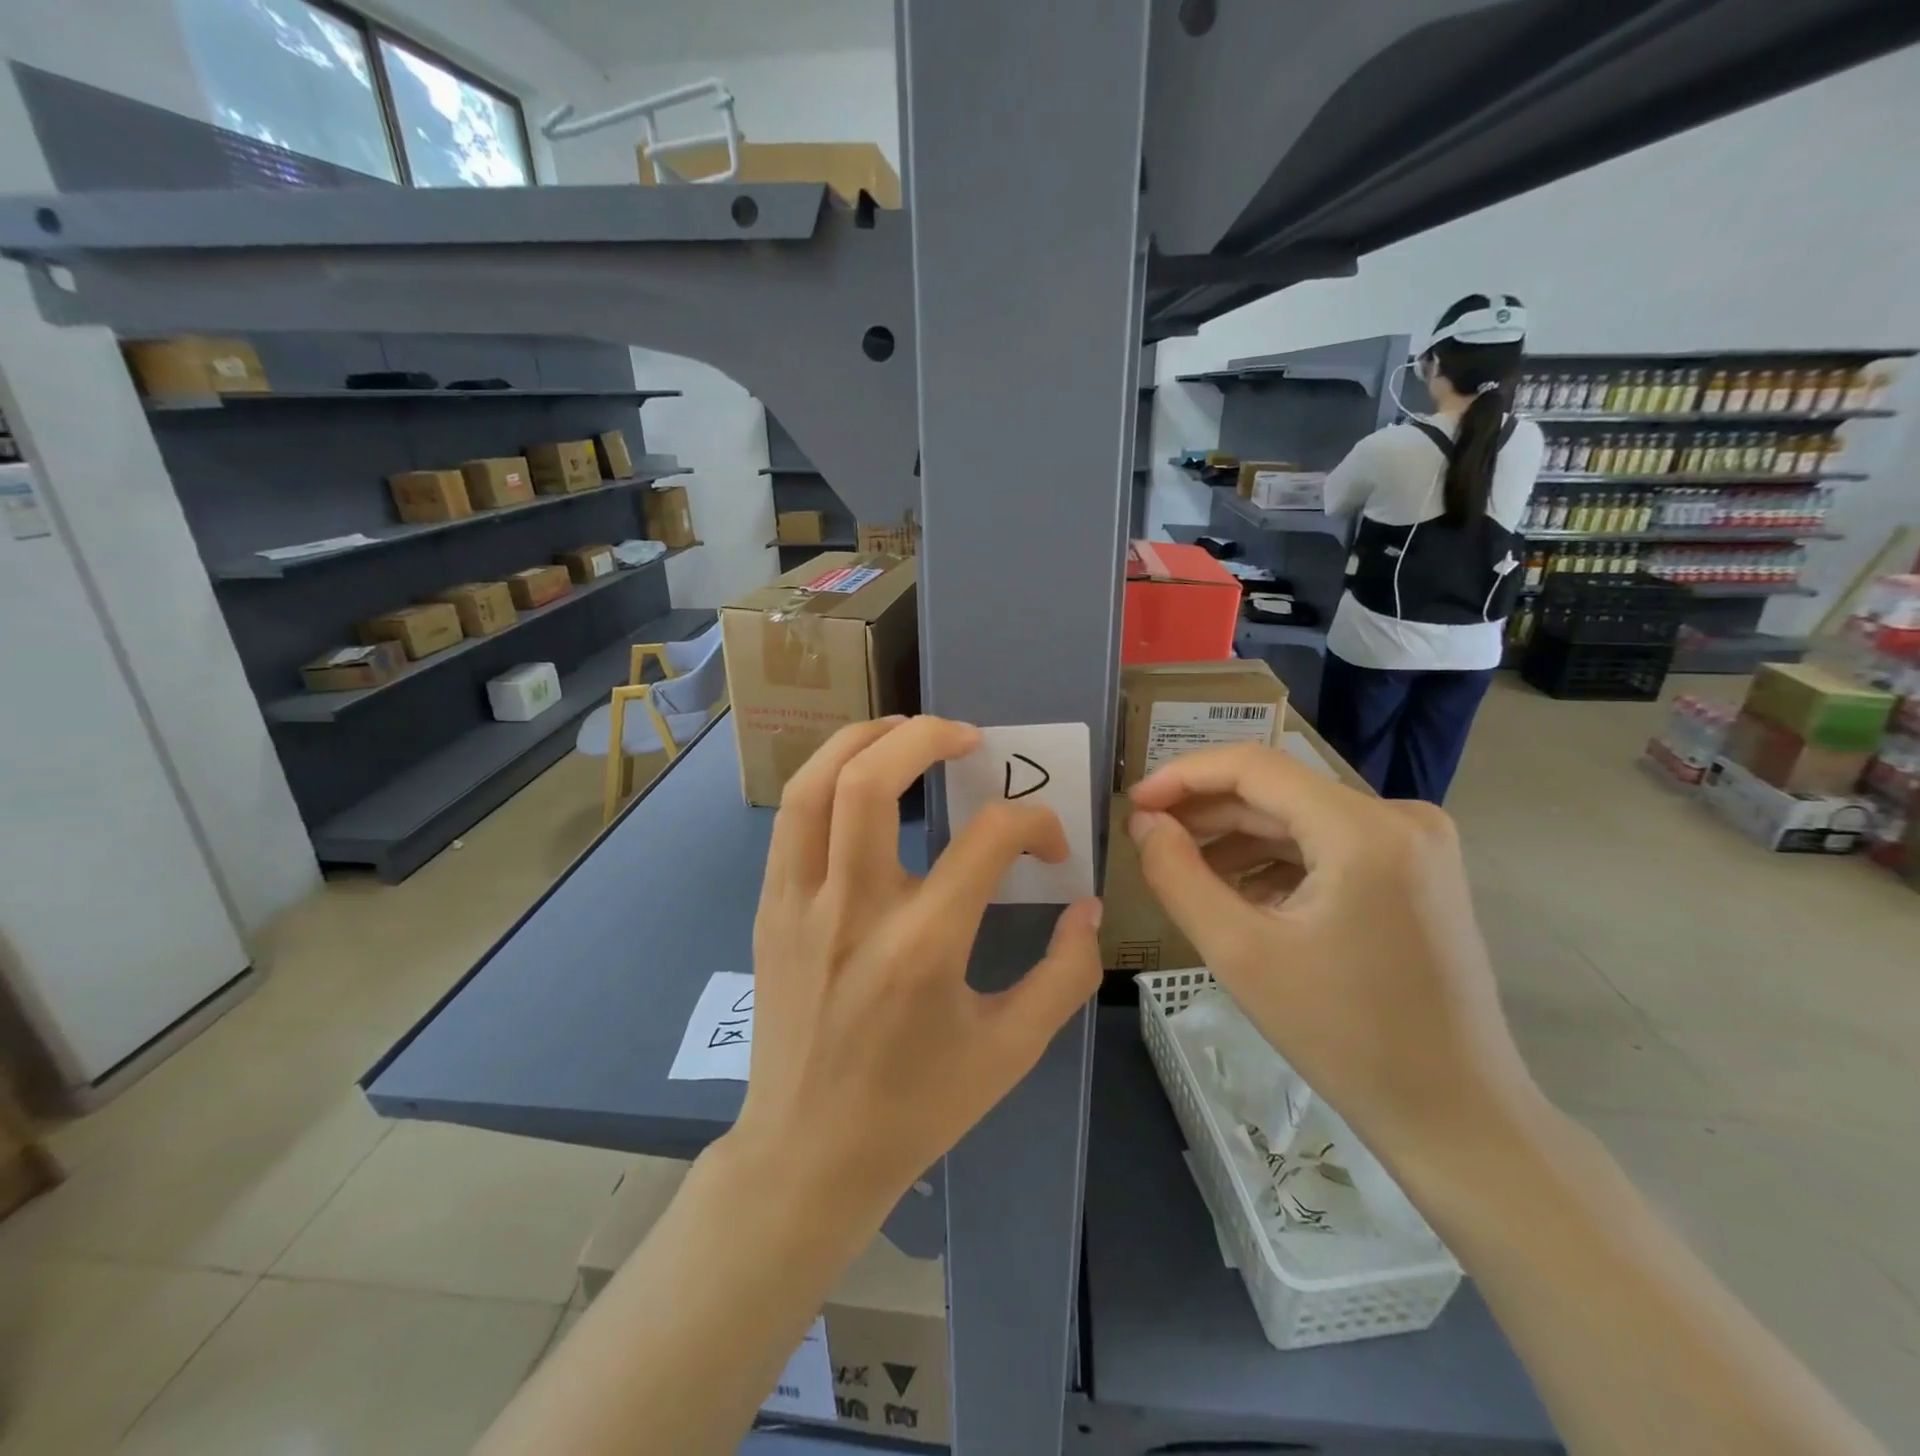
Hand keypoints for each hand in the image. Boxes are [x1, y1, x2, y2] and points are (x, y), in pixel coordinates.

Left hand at [730, 716, 1102, 1222]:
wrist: (808, 1153)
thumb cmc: (916, 1107)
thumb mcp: (1011, 1051)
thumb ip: (1065, 974)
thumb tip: (1085, 906)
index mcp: (923, 947)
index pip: (989, 838)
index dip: (1034, 823)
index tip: (1048, 843)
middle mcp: (854, 910)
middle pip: (870, 780)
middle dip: (924, 736)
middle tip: (965, 737)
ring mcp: (800, 905)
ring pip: (813, 785)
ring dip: (862, 740)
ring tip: (904, 732)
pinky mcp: (770, 909)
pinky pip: (792, 820)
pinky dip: (827, 779)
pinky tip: (859, 782)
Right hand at [1128, 744, 1538, 1165]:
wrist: (1455, 1115)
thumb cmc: (1344, 1037)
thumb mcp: (1240, 953)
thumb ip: (1177, 875)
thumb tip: (1144, 822)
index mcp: (1364, 830)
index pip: (1253, 766)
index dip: (1183, 776)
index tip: (1133, 803)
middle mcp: (1399, 816)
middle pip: (1277, 791)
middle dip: (1206, 812)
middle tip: (1148, 838)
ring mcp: (1415, 842)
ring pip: (1299, 817)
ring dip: (1236, 838)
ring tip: (1184, 870)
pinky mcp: (1416, 869)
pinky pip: (1327, 844)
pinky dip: (1275, 860)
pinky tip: (1239, 895)